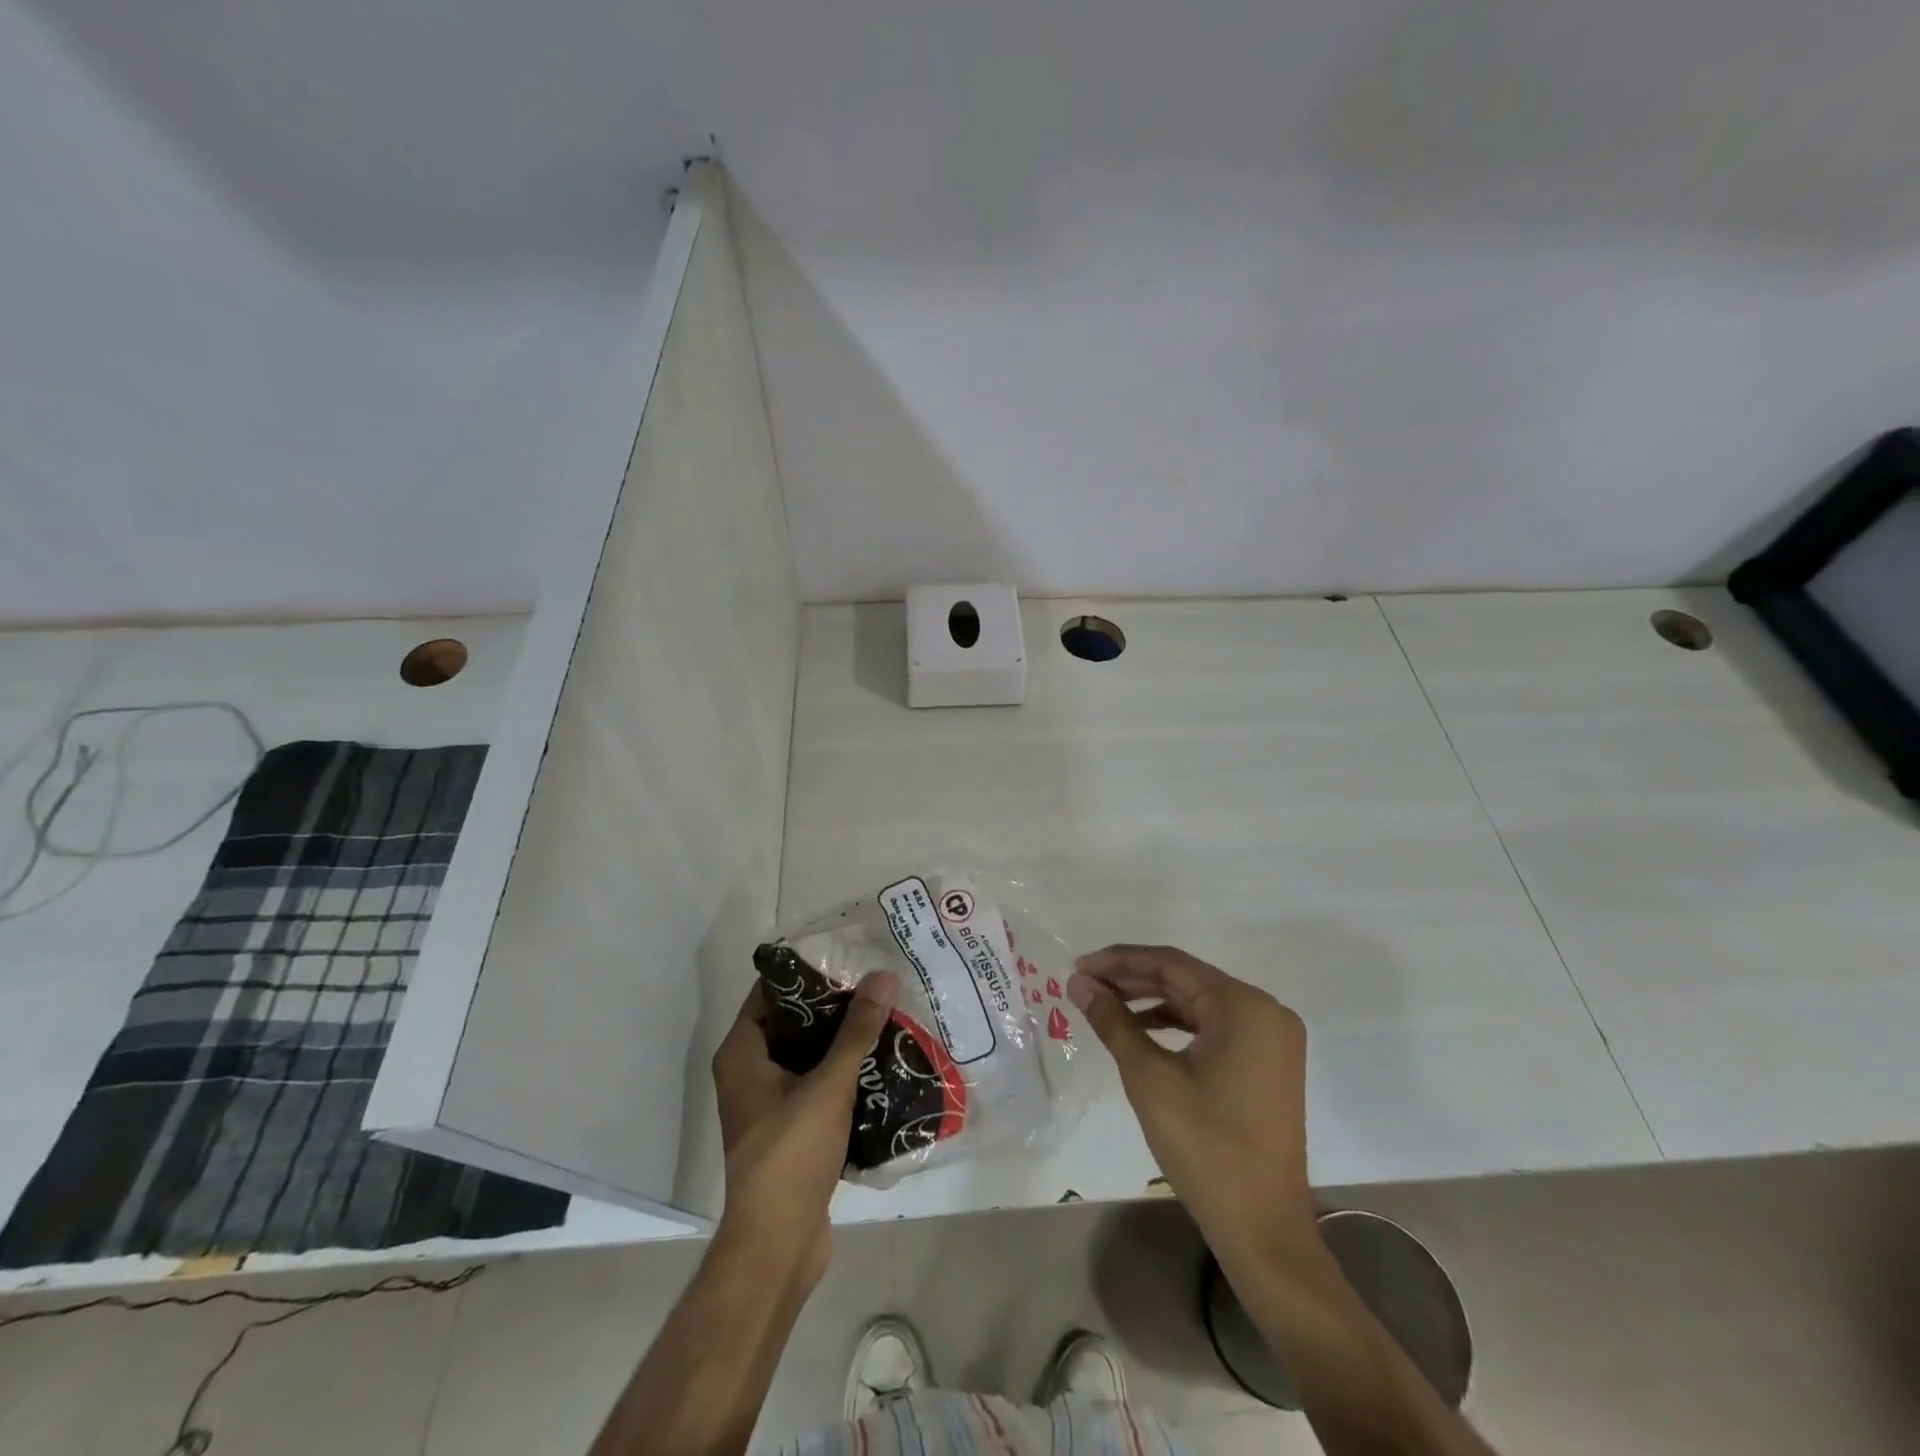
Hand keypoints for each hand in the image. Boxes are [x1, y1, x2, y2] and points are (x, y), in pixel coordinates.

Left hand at [710, 971, 898, 1287]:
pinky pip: (816, 1085)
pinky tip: (880, 1063)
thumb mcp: (828, 1085)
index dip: (806, 973)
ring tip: (885, 1016)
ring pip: (807, 1056)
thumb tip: (883, 975)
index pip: (770, 992)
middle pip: (792, 1023)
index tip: (846, 956)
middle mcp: (749, 1073)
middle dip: (833, 1006)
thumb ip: (856, 1030)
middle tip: (875, 985)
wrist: (777, 1245)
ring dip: (841, 1041)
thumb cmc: (791, 1154)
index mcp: (742, 1054)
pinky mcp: (790, 1130)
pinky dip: (842, 1073)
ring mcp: (768, 1104)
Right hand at [1068, 945, 1315, 1263]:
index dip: (1120, 961)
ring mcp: (1271, 1037)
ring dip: (1151, 1001)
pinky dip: (1176, 1025)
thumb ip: (1113, 1022)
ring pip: (1199, 1002)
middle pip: (1187, 979)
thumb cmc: (1205, 1148)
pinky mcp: (1267, 1061)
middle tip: (1085, 984)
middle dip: (1133, 980)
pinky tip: (1140, 1031)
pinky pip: (1214, 1026)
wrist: (1263, 1229)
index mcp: (1244, 1006)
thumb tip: (1079, 983)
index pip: (1172, 964)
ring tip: (1104, 1005)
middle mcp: (1265, 1010)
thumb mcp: (1149, 1079)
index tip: (1079, 965)